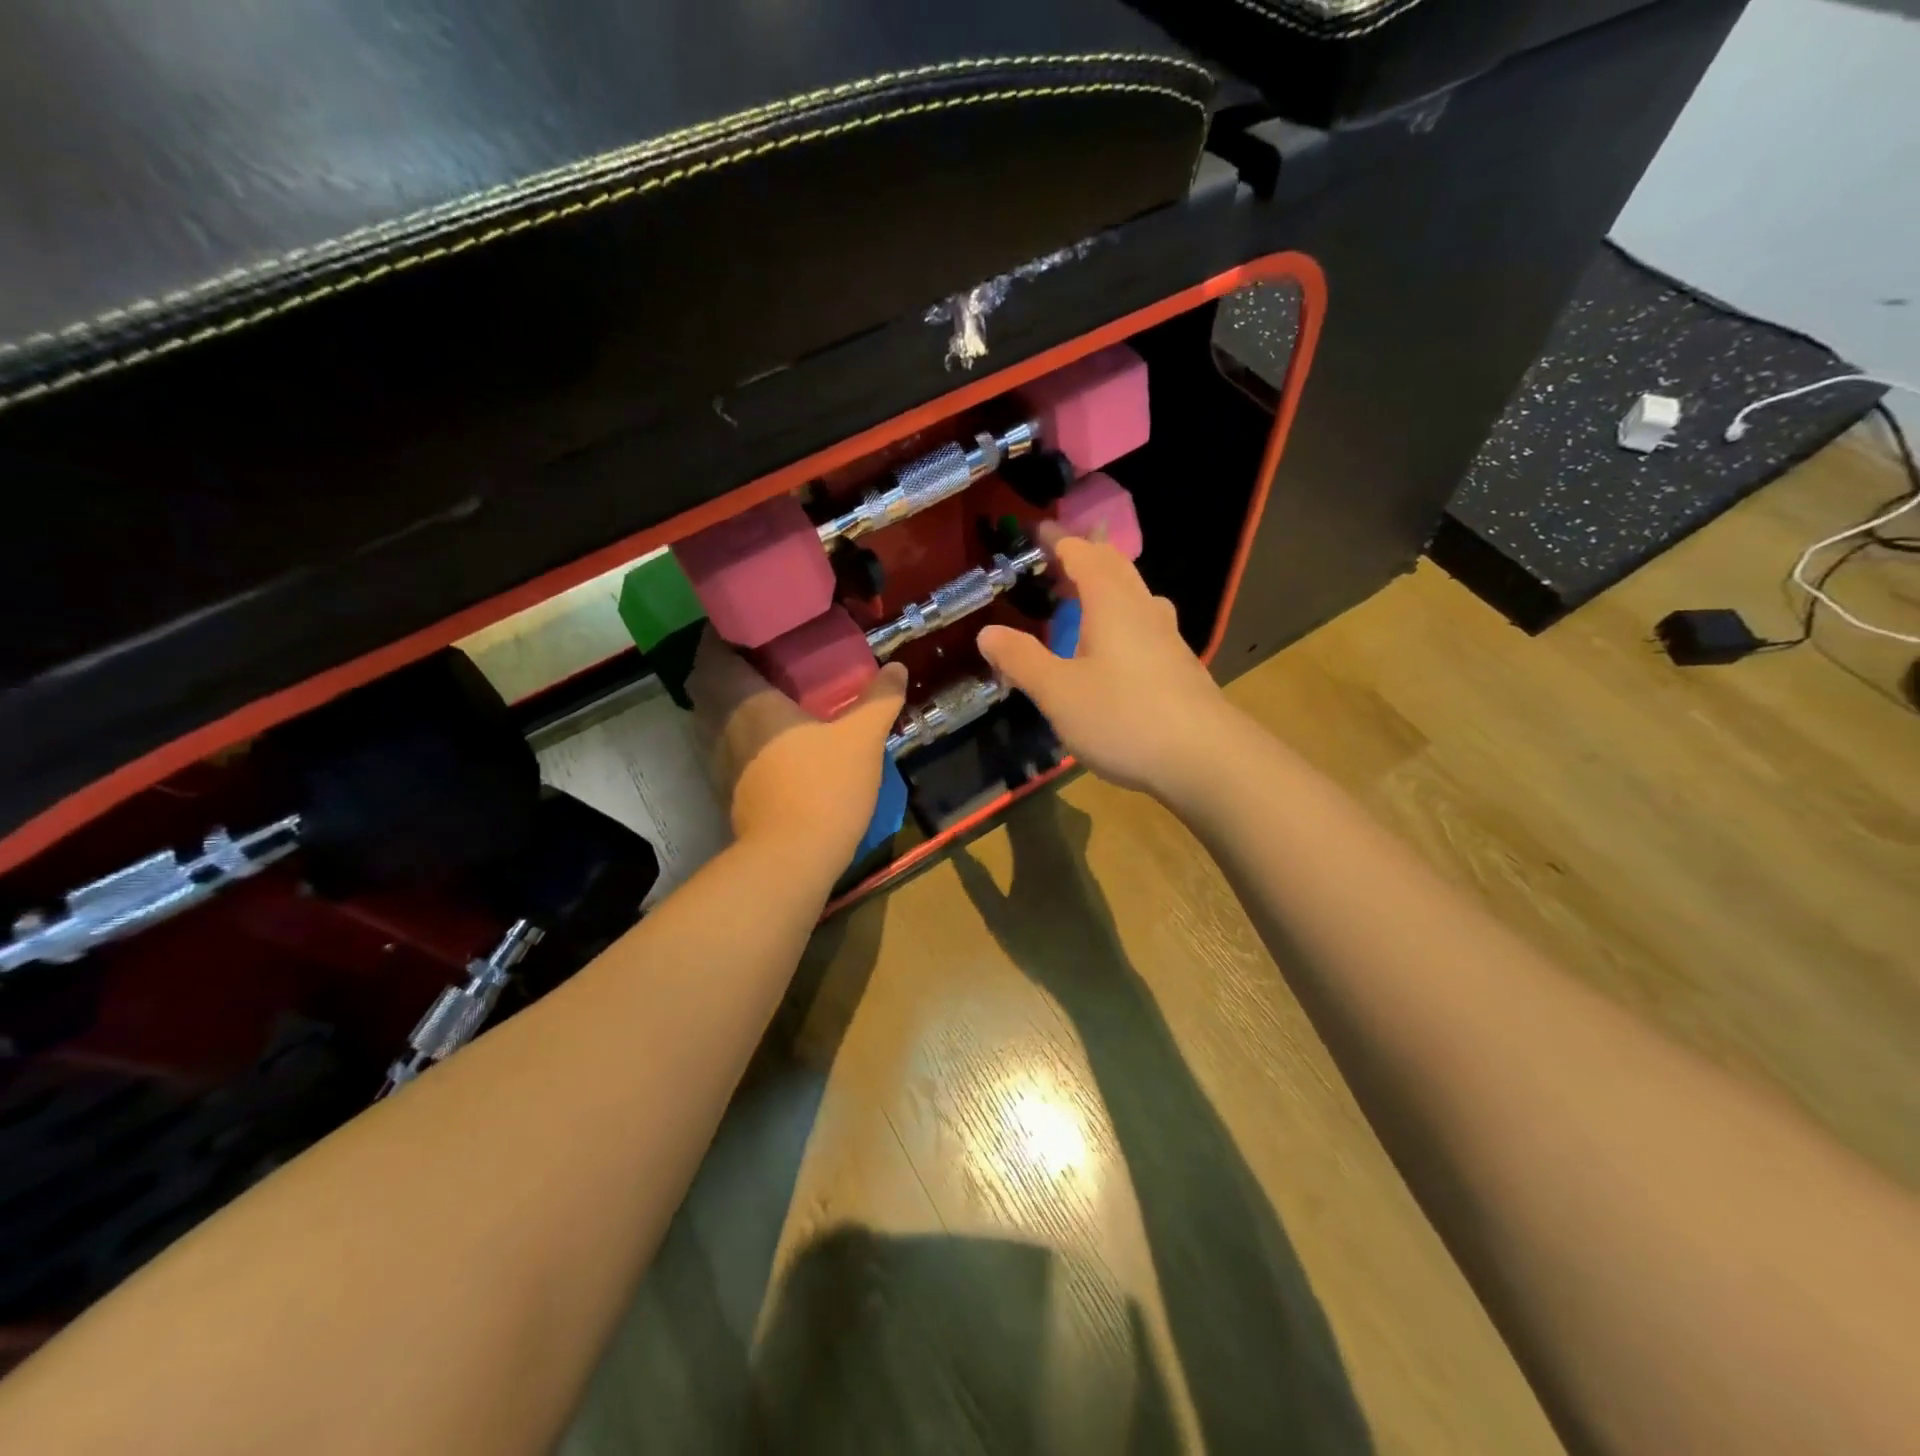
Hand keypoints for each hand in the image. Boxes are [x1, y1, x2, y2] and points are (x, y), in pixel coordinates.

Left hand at [687, 630, 907, 863]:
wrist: (792, 858)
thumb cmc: (824, 786)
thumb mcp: (862, 738)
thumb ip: (879, 700)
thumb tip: (897, 667)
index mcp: (747, 701)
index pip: (714, 653)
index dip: (721, 635)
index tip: (746, 625)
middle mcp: (722, 725)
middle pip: (706, 684)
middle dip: (724, 666)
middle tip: (759, 656)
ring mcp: (719, 760)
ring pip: (710, 717)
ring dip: (727, 700)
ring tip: (762, 692)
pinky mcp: (725, 789)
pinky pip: (722, 745)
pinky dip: (734, 732)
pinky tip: (765, 738)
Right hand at [975, 523, 1234, 799]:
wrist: (1204, 758)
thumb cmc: (1123, 717)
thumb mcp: (1058, 692)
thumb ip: (1021, 660)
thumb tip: (987, 632)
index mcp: (1112, 603)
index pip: (1083, 555)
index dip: (1059, 541)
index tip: (1037, 531)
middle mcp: (1143, 610)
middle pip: (1115, 567)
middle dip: (1086, 555)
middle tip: (1059, 558)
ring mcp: (1168, 638)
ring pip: (1136, 595)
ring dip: (1109, 586)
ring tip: (1087, 596)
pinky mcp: (1180, 666)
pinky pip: (1145, 624)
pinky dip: (1123, 617)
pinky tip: (1118, 647)